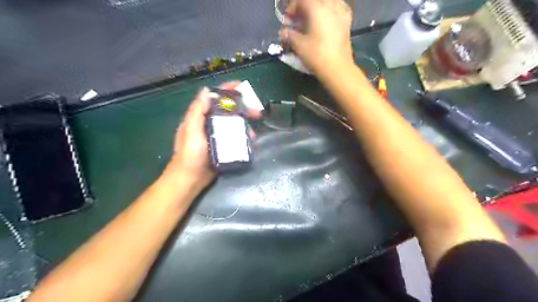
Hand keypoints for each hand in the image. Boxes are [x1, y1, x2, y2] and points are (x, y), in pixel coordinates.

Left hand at [163, 82, 256, 191]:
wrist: (190, 178)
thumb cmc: (189, 154)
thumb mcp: (190, 130)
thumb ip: (197, 111)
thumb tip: (206, 90)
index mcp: (200, 117)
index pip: (214, 98)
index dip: (227, 90)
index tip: (242, 86)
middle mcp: (209, 123)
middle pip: (228, 110)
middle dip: (243, 109)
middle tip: (257, 112)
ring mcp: (217, 135)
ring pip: (234, 124)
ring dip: (245, 125)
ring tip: (253, 134)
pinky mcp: (223, 146)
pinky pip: (235, 137)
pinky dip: (243, 136)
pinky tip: (250, 141)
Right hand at [280, 0, 356, 76]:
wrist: (337, 68)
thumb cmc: (316, 55)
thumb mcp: (298, 45)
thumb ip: (289, 35)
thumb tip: (283, 32)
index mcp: (317, 9)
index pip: (302, 1)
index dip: (292, 8)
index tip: (287, 20)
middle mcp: (330, 7)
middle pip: (316, 0)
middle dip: (305, 6)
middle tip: (299, 18)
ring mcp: (341, 14)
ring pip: (330, 1)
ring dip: (319, 6)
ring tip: (313, 17)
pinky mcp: (347, 24)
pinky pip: (340, 8)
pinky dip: (333, 10)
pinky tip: (329, 17)